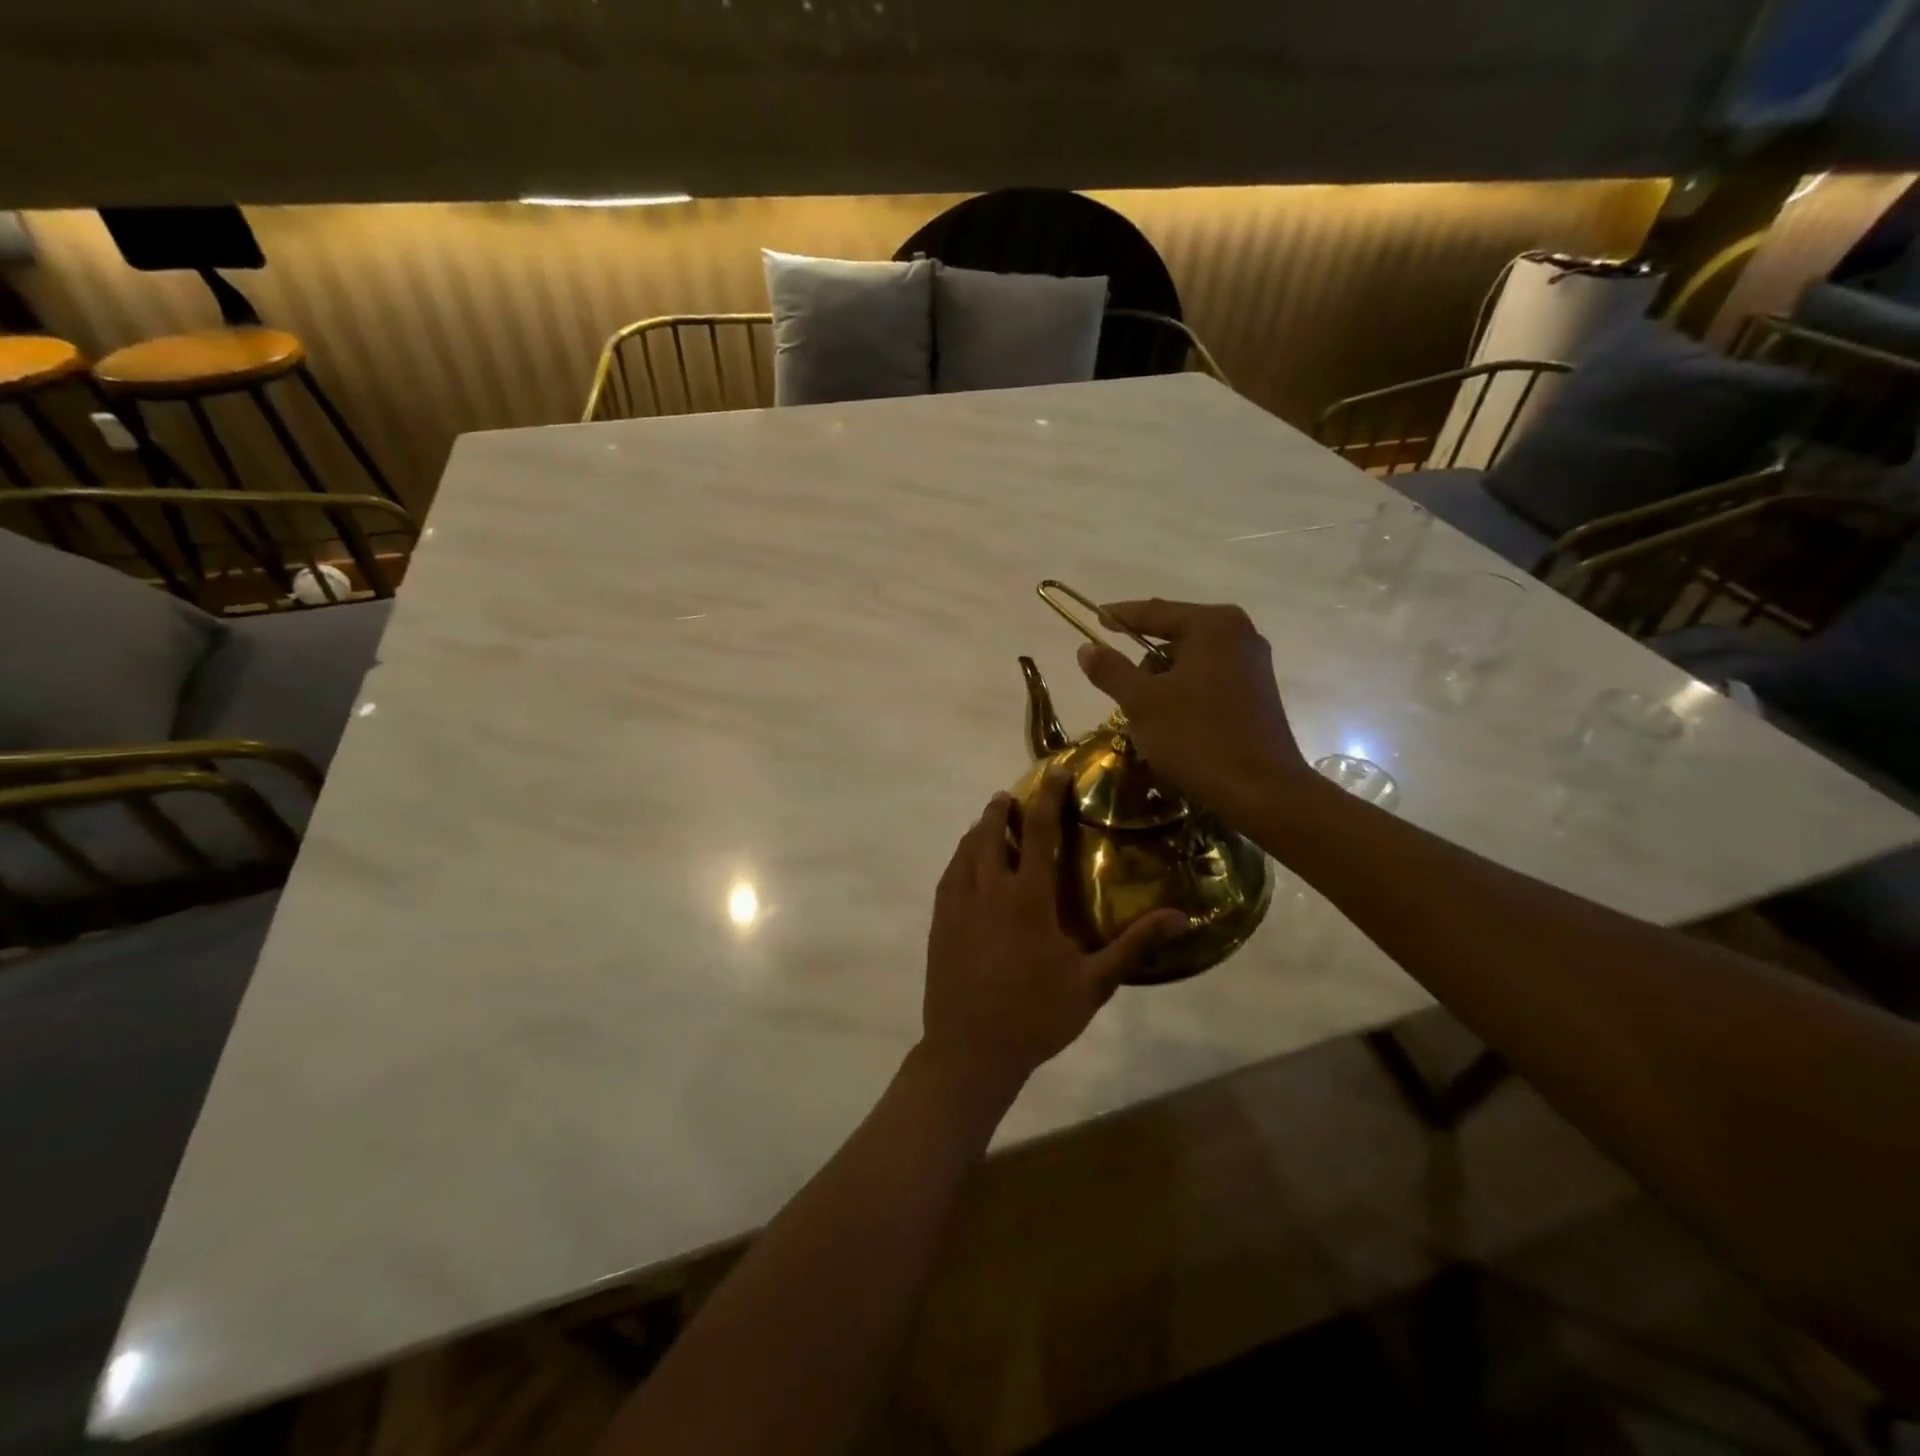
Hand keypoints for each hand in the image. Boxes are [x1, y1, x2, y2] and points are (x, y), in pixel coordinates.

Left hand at [921, 771, 1187, 1093]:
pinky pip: (949, 875)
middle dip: (1003, 808)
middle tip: (1014, 797)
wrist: (970, 1050)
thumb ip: (1134, 945)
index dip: (1048, 797)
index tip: (1055, 772)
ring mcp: (958, 904)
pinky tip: (967, 864)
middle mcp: (989, 890)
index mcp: (1028, 898)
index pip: (1039, 832)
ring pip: (966, 851)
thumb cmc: (1037, 1016)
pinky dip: (961, 857)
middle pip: (992, 832)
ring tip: (991, 822)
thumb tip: (1182, 917)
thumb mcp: (1094, 983)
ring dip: (980, 830)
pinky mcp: (940, 922)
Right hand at [1075, 598, 1309, 823]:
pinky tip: (1171, 719)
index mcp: (1213, 626)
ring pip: (1191, 660)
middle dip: (1142, 656)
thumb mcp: (1143, 703)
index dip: (1121, 615)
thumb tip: (1086, 648)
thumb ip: (1111, 670)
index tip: (1095, 618)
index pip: (1155, 612)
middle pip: (1175, 634)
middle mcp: (1239, 634)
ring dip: (1162, 678)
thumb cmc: (1197, 738)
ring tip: (1143, 711)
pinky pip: (1208, 678)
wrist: (1261, 791)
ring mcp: (1253, 664)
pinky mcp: (1258, 692)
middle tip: (1116, 682)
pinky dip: (1184, 691)